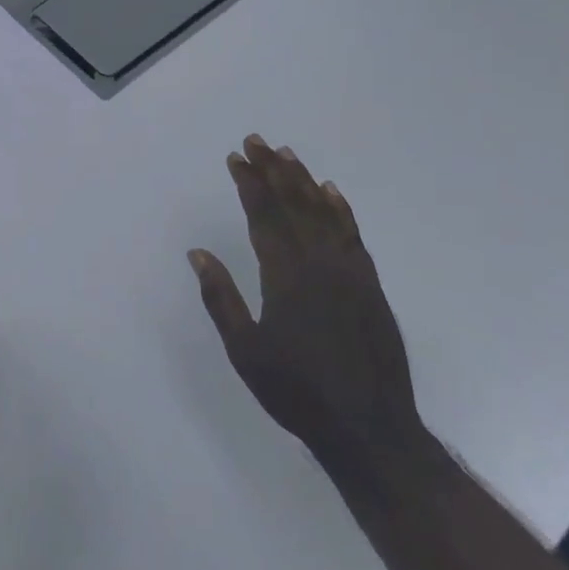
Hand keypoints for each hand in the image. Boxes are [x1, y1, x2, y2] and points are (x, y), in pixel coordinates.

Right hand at [190, 135, 424, 472]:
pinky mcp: (370, 285)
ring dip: (303, 180)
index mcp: (286, 275)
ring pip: (324, 213)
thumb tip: (198, 253)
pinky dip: (341, 210)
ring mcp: (350, 271)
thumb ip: (221, 299)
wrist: (370, 428)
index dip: (248, 183)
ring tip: (287, 155)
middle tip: (256, 141)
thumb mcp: (245, 351)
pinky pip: (353, 235)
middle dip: (271, 171)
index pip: (263, 215)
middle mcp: (319, 263)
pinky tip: (332, 193)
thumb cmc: (297, 392)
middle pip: (293, 204)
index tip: (235, 158)